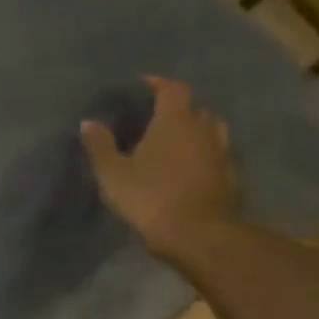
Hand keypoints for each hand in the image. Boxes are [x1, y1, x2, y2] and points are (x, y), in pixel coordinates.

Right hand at [82, 76, 236, 260]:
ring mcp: (222, 152)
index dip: (158, 83)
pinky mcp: (230, 176)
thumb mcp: (113, 173)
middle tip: (155, 117)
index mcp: (175, 121)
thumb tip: (88, 122)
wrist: (197, 234)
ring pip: (211, 130)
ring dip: (195, 130)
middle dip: (176, 108)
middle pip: (194, 108)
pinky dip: (203, 153)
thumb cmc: (150, 197)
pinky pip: (217, 154)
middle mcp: (203, 129)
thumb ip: (100, 146)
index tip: (143, 85)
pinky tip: (189, 167)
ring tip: (175, 140)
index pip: (172, 89)